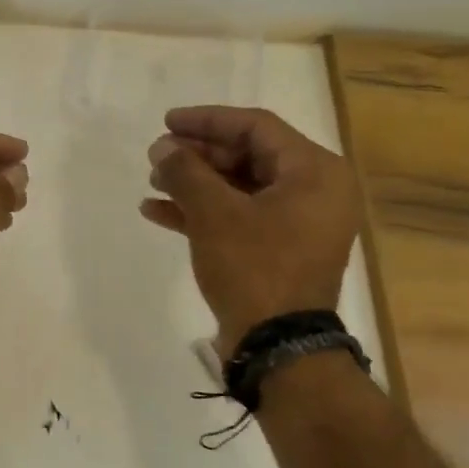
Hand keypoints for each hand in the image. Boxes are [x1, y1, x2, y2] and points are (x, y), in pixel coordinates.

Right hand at [140, 105, 360, 349]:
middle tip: (156, 156)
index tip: (167, 122)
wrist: (277, 346)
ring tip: (153, 182)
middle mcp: (314, 191)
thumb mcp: (215, 214)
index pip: (256, 127)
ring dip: (195, 183)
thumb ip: (186, 172)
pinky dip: (203, 212)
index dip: (207, 120)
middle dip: (197, 155)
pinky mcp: (278, 250)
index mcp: (315, 172)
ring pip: (239, 188)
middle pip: (247, 156)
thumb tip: (162, 147)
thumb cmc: (254, 268)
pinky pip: (239, 217)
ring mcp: (297, 223)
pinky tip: (158, 211)